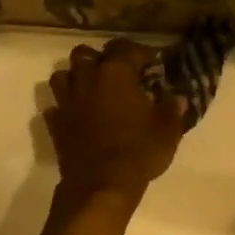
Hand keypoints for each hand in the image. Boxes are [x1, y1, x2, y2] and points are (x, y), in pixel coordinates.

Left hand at [45, 40, 182, 202]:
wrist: (101, 186)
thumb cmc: (138, 151)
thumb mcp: (167, 130)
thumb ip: (173, 110)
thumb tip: (178, 99)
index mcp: (116, 73)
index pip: (125, 48)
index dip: (141, 53)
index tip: (152, 65)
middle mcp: (87, 79)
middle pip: (85, 54)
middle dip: (99, 58)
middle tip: (116, 73)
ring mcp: (67, 102)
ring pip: (62, 75)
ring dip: (75, 78)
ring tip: (91, 90)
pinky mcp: (55, 124)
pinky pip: (55, 106)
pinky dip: (64, 107)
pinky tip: (77, 115)